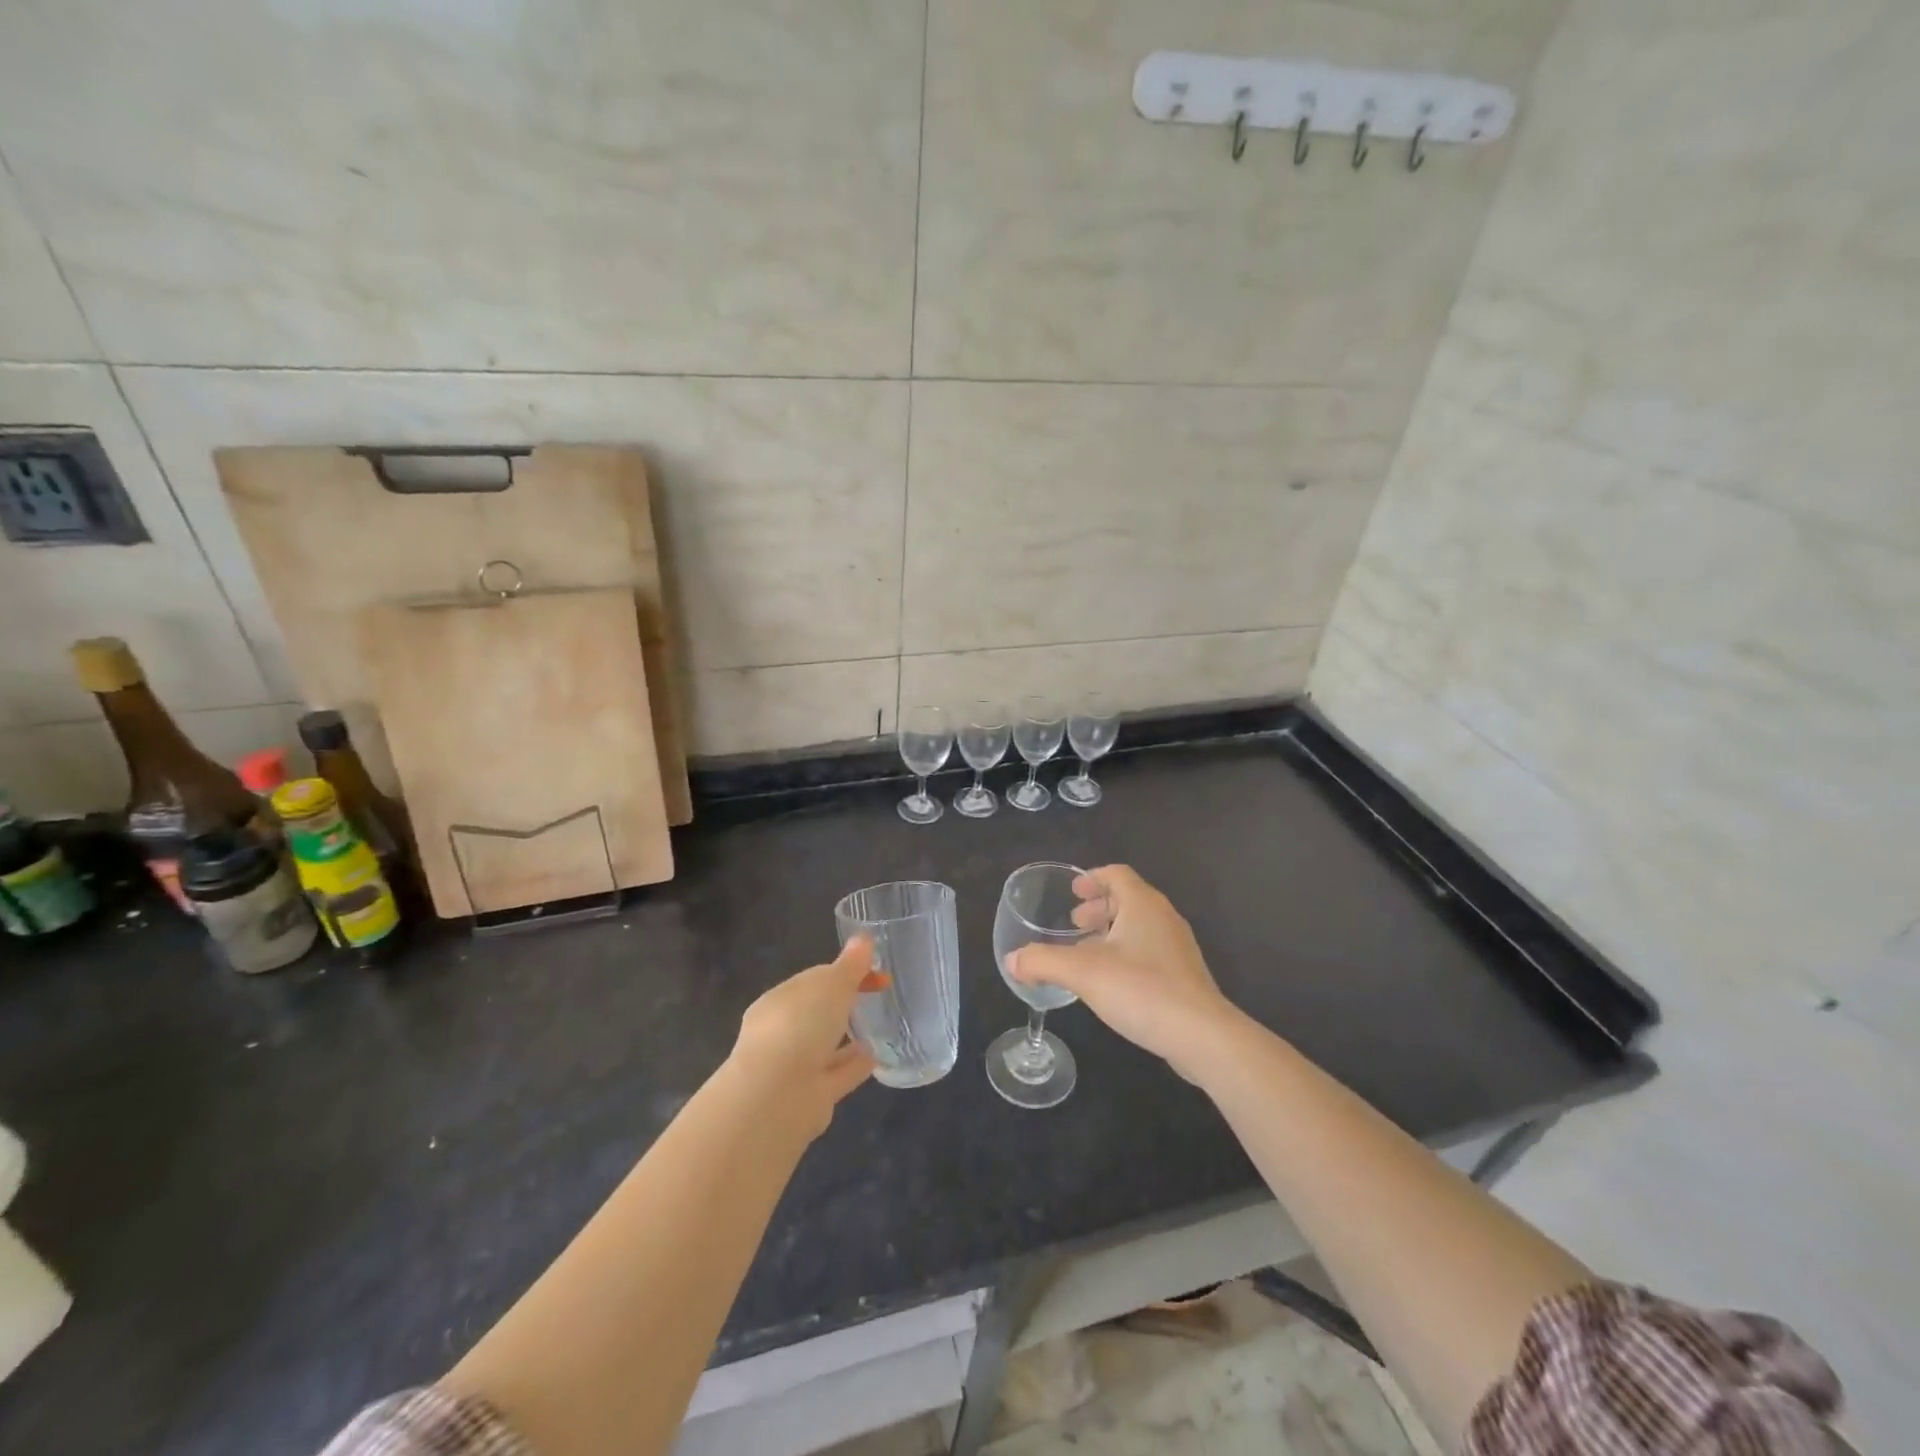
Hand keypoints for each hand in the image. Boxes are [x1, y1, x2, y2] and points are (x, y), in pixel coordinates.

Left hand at [729, 938, 878, 1135]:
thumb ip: (850, 965)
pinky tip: (881, 1056)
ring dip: (851, 1035)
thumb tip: (864, 939)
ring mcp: (796, 1065)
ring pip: (828, 1045)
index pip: (815, 979)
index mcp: (780, 1000)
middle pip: (819, 1011)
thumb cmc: (799, 1025)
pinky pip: (840, 1072)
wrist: (777, 1096)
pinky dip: (858, 1064)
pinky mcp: (813, 1095)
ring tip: (884, 1025)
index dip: (847, 971)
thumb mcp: (830, 984)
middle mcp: (783, 1031)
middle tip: (880, 995)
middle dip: (845, 1003)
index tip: (878, 972)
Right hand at [1009, 865, 1238, 1080]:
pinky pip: (1150, 951)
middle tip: (1074, 924)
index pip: (1117, 875)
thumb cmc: (1141, 990)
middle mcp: (1164, 918)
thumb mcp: (1082, 973)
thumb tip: (1012, 960)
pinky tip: (1112, 983)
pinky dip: (1126, 954)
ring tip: (1087, 954)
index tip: (1072, 892)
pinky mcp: (1185, 976)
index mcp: (1142, 904)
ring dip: (1111, 932)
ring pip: (1139, 927)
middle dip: (1099, 907)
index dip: (1092, 878)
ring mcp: (1178, 948)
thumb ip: (1043, 962)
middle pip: (1128, 899)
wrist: (1202, 1036)